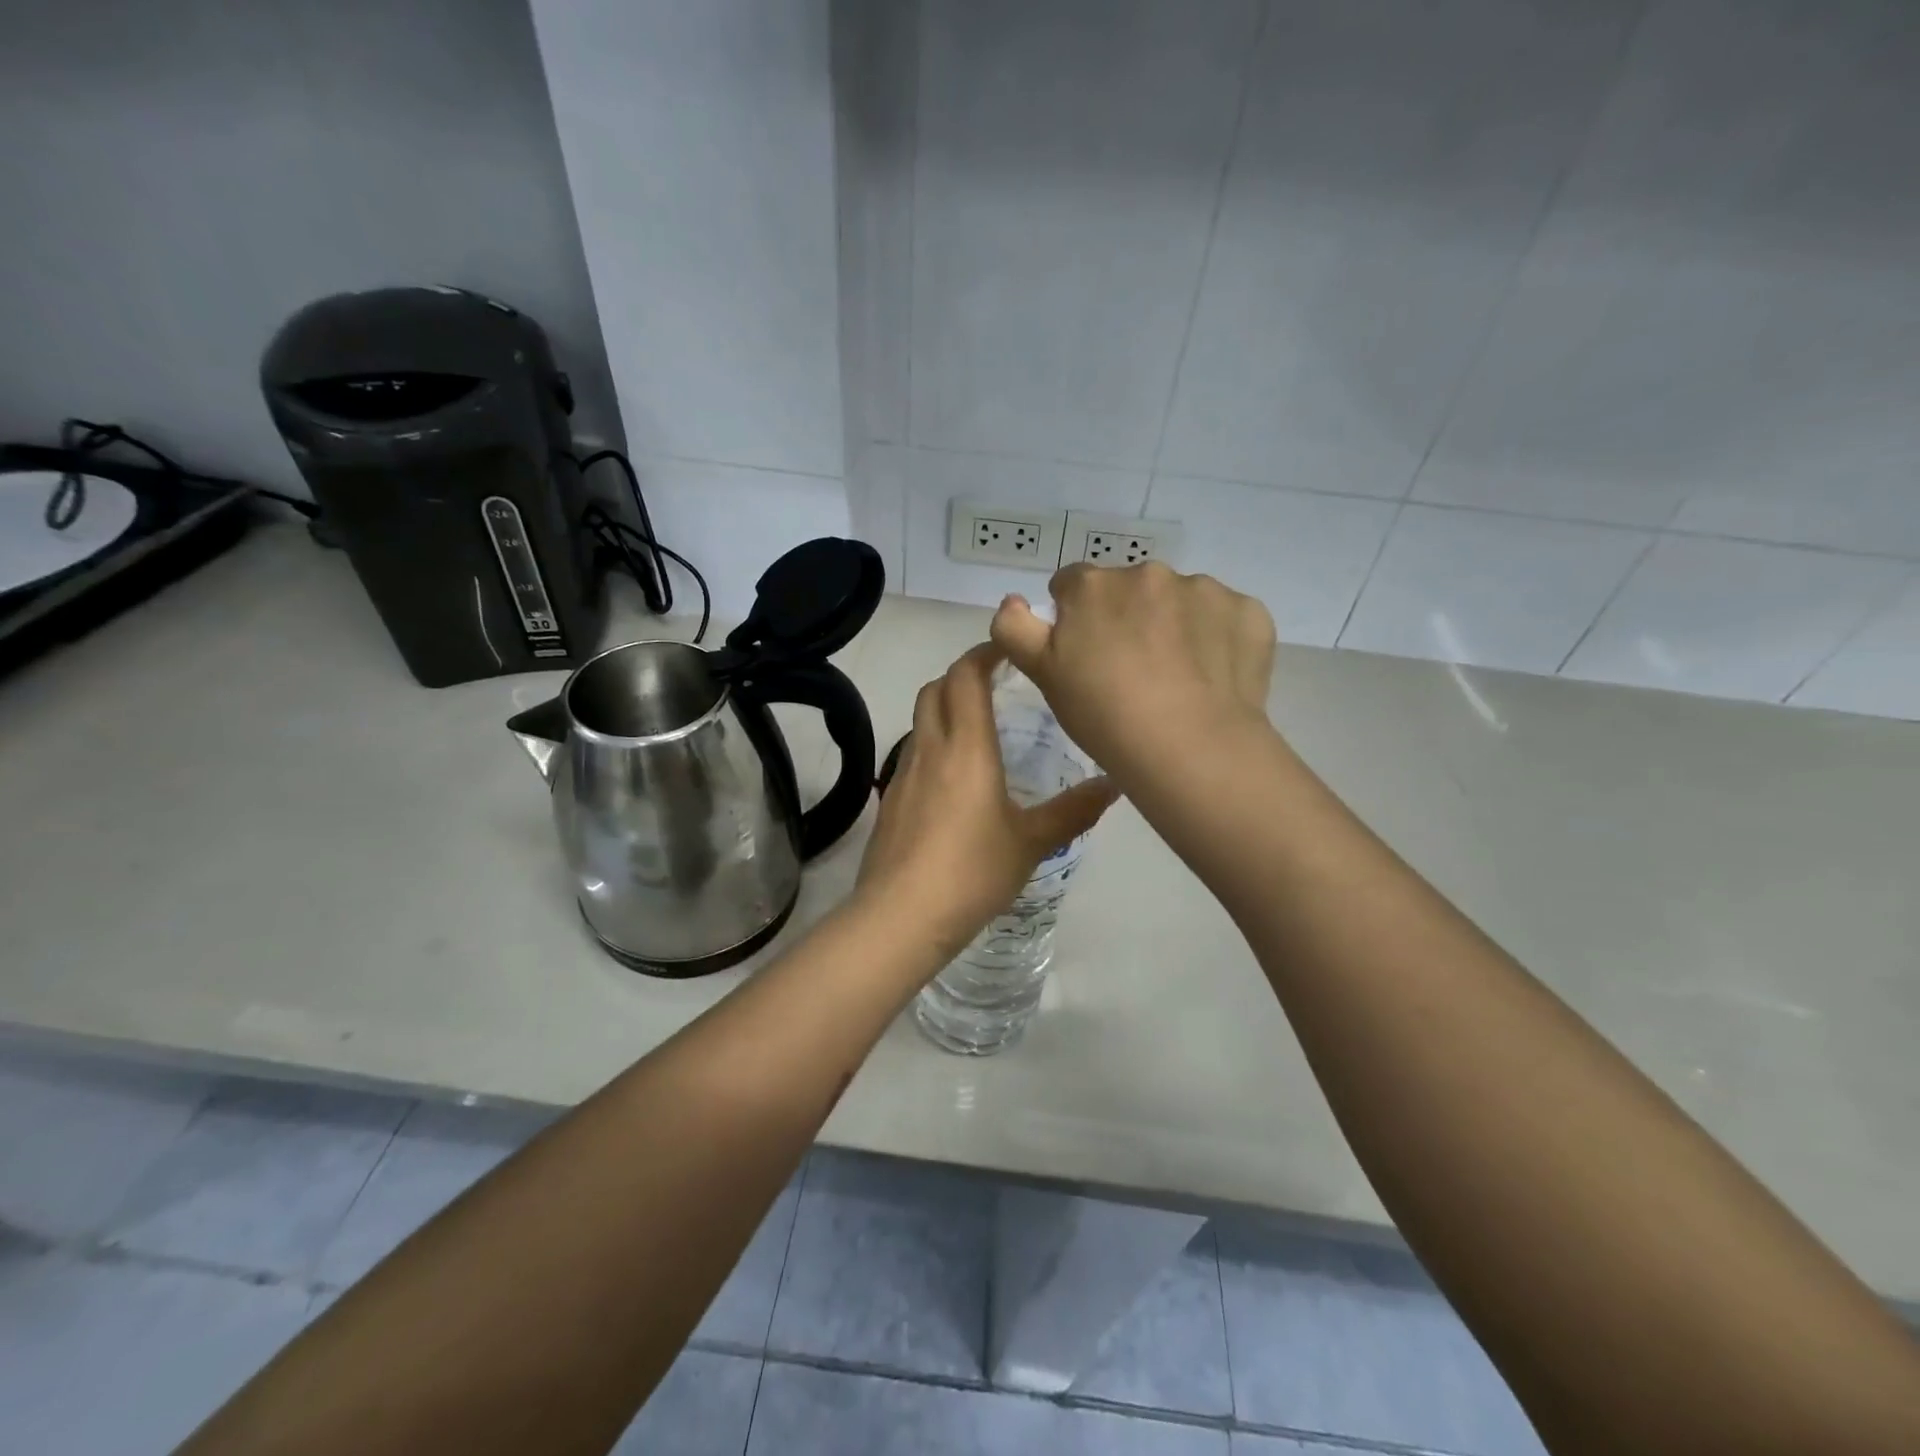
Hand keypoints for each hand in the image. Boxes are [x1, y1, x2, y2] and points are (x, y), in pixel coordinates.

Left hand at [855, 643, 1116, 961]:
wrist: (900, 916)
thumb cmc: (972, 871)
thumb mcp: (1032, 842)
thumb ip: (1073, 811)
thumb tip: (1114, 784)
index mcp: (966, 746)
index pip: (965, 676)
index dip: (983, 653)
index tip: (1008, 648)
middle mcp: (929, 748)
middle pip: (935, 688)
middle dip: (961, 674)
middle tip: (995, 682)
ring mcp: (903, 774)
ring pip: (920, 720)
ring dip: (945, 708)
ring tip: (979, 727)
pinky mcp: (891, 800)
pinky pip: (912, 753)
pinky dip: (933, 744)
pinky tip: (955, 778)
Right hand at [990, 562, 1276, 787]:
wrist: (1189, 747)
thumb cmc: (1104, 715)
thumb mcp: (1043, 676)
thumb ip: (1015, 629)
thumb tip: (1012, 600)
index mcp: (1094, 586)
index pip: (1071, 584)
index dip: (1073, 617)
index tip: (1084, 653)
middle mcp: (1149, 573)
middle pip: (1129, 588)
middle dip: (1126, 616)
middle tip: (1130, 672)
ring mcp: (1205, 590)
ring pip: (1180, 600)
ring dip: (1174, 625)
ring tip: (1177, 679)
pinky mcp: (1247, 612)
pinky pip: (1224, 618)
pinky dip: (1216, 639)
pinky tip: (1211, 678)